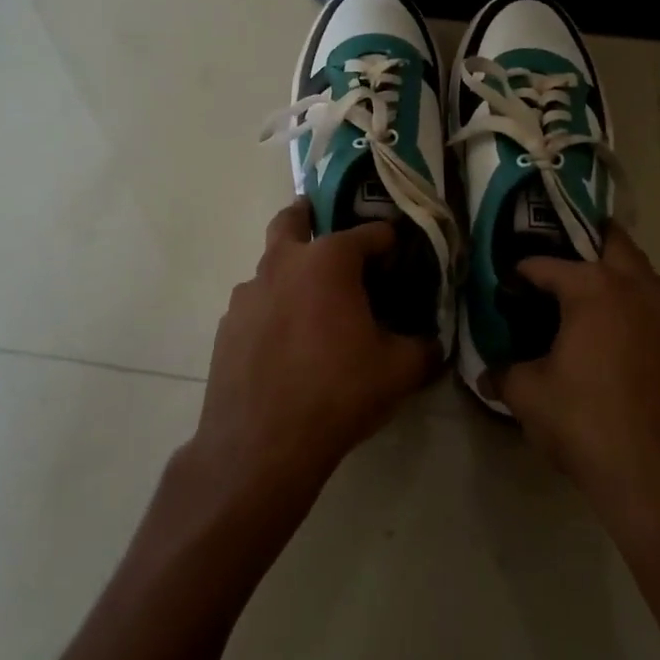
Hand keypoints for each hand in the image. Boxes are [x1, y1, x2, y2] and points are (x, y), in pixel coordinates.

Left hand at [191, 200, 441, 507]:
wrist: (260, 445)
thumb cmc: (337, 393)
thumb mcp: (400, 371)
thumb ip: (425, 346)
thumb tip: (433, 341)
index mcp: (329, 261)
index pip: (371, 233)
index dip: (392, 244)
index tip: (403, 260)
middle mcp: (283, 264)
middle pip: (293, 219)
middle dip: (311, 215)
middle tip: (326, 226)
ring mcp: (248, 294)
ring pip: (271, 265)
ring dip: (292, 271)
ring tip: (313, 306)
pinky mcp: (226, 326)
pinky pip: (257, 304)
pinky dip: (274, 309)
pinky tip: (287, 343)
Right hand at [490, 229, 659, 527]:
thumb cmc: (588, 427)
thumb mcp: (529, 398)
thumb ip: (504, 374)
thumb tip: (487, 373)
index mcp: (595, 290)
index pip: (548, 265)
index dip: (523, 271)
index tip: (509, 281)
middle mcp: (642, 289)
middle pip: (614, 244)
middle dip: (587, 243)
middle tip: (564, 263)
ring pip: (647, 280)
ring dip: (621, 283)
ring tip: (596, 311)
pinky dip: (646, 319)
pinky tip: (631, 351)